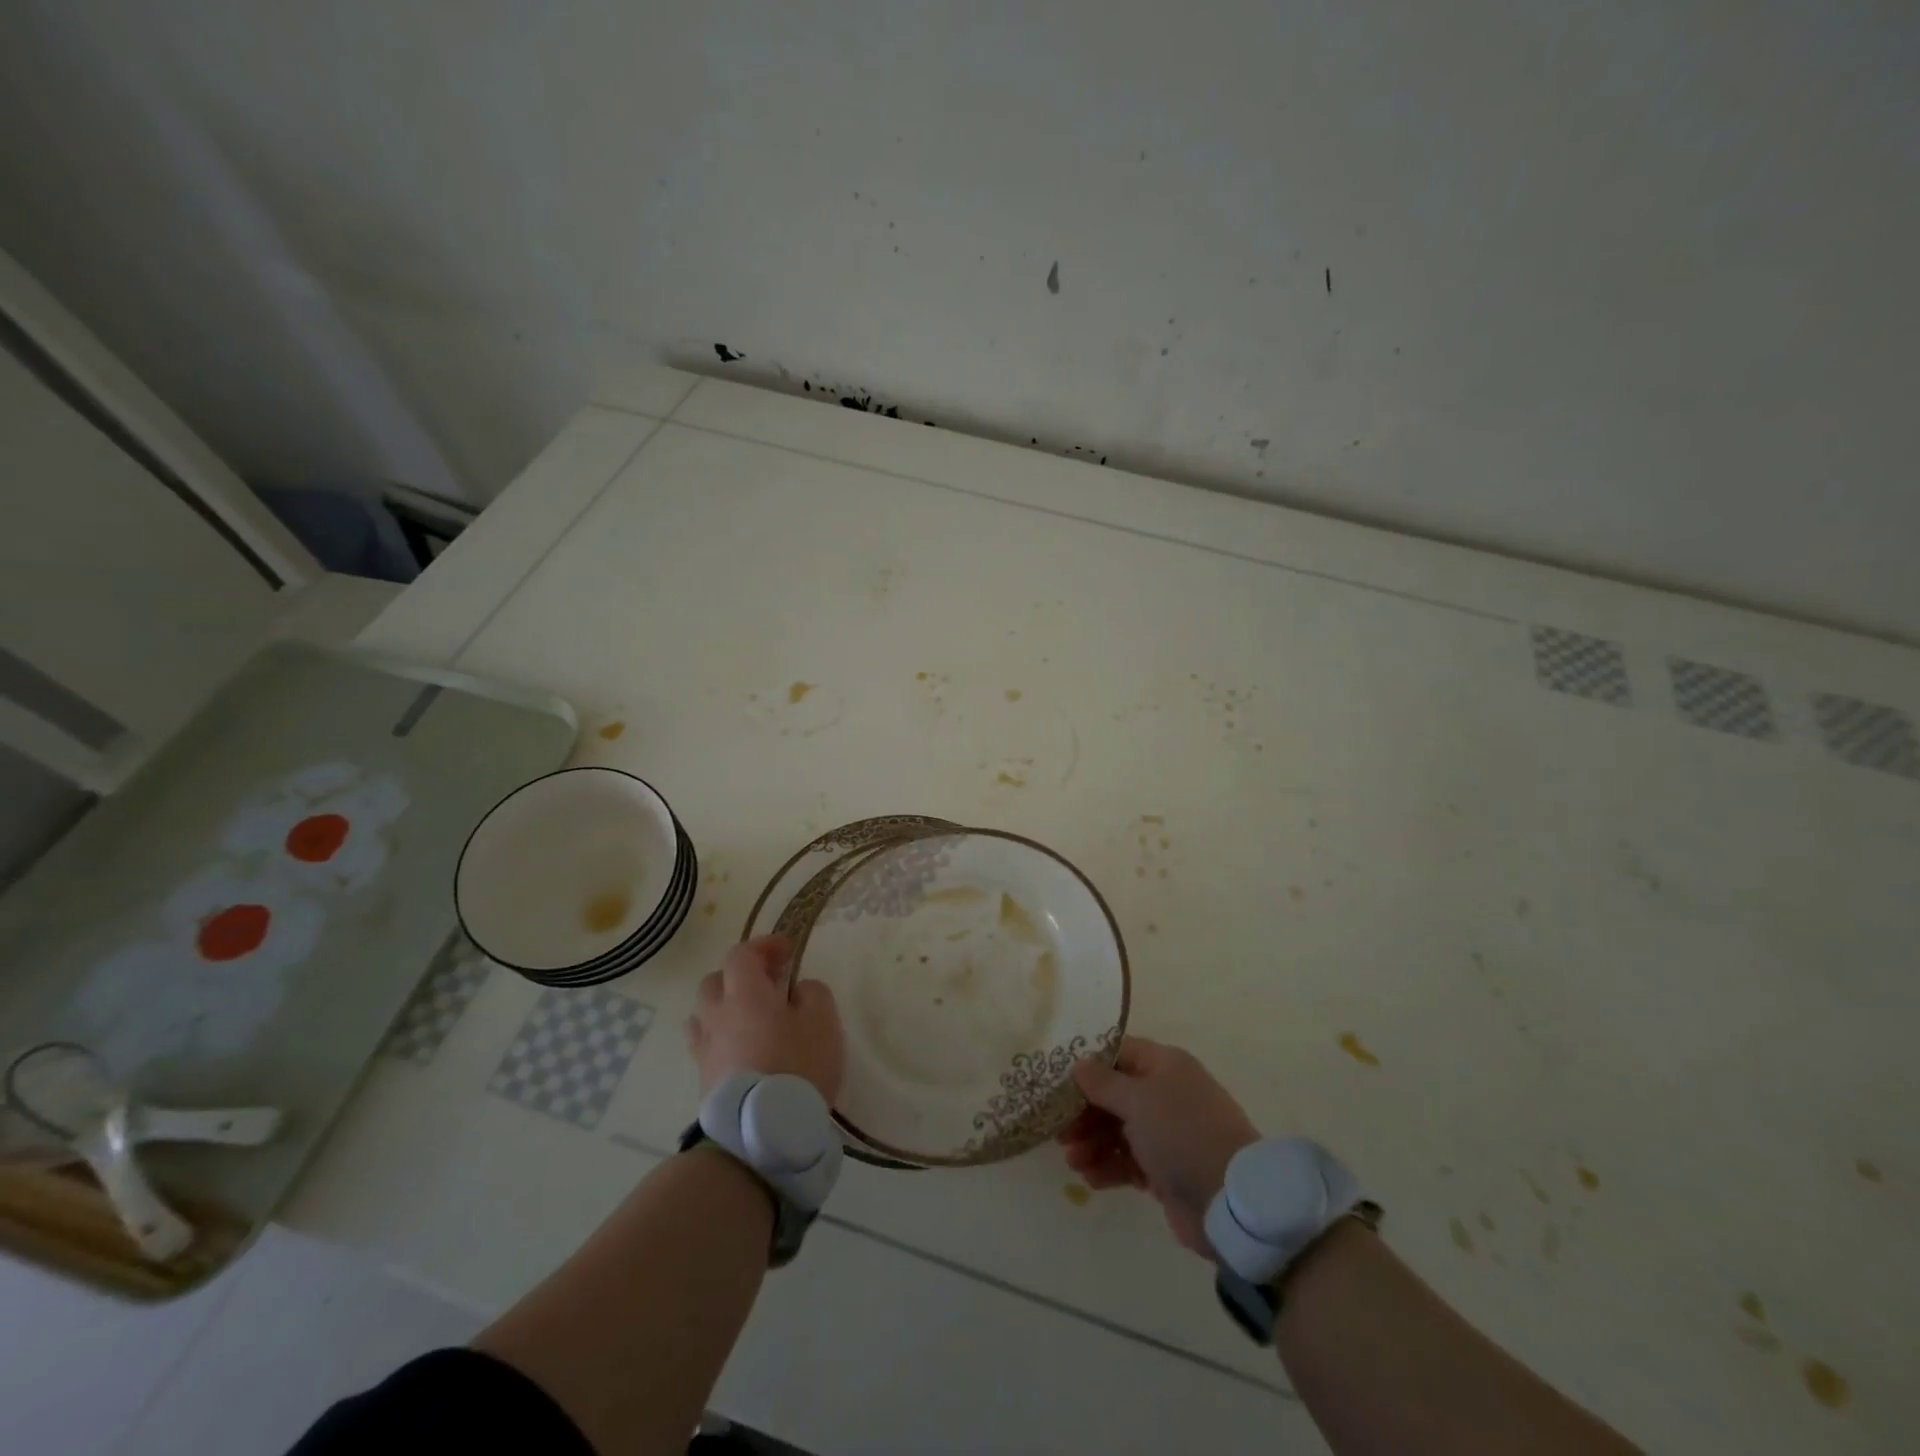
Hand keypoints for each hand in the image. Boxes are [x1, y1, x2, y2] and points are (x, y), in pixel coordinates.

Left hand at [686, 936, 843, 1102]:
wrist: (763, 1132)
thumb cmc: (798, 1065)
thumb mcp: (823, 1019)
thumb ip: (813, 992)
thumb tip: (798, 990)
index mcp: (745, 993)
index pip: (741, 954)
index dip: (763, 946)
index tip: (787, 951)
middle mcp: (717, 1014)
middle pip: (715, 981)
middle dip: (740, 975)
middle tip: (769, 983)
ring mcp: (705, 1048)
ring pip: (705, 1013)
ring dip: (726, 1006)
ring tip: (751, 1017)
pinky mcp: (703, 1079)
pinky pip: (705, 1044)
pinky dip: (721, 1036)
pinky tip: (739, 1047)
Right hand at [1058, 1036, 1259, 1257]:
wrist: (1231, 1201)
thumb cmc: (1182, 1133)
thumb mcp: (1138, 1100)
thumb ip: (1103, 1082)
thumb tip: (1078, 1064)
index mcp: (1164, 1065)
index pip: (1117, 1054)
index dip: (1087, 1067)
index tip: (1057, 1084)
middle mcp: (1165, 1094)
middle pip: (1114, 1095)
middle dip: (1084, 1113)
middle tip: (1059, 1132)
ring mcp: (1166, 1133)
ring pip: (1118, 1130)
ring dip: (1092, 1143)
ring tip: (1073, 1162)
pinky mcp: (1166, 1170)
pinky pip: (1128, 1161)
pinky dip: (1108, 1167)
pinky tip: (1090, 1179)